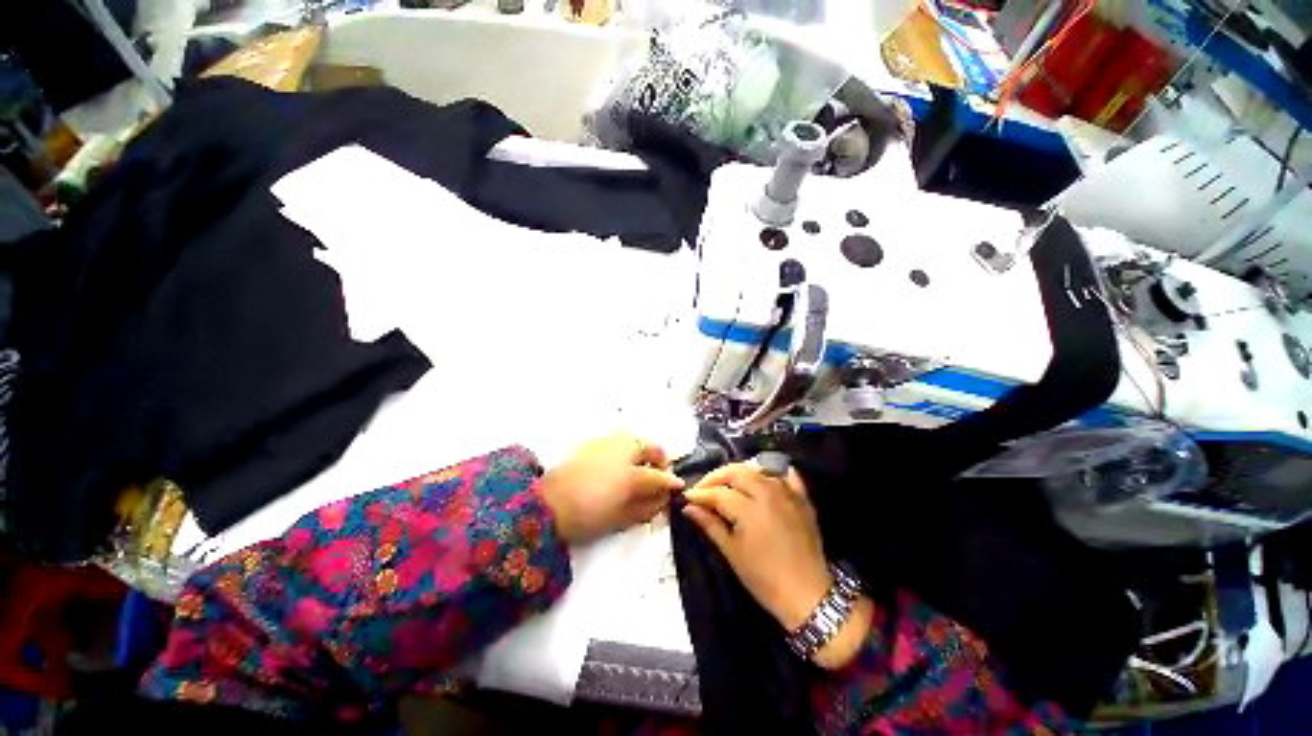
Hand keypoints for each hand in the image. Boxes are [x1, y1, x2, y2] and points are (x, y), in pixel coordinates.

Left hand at [539, 433, 684, 545]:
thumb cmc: (587, 516)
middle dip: (659, 462)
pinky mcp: (592, 441)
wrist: (544, 507)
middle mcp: (623, 449)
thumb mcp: (621, 517)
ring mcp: (607, 441)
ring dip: (643, 453)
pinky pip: (618, 440)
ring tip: (637, 472)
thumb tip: (665, 498)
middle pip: (651, 448)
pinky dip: (625, 449)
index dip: (670, 483)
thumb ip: (647, 506)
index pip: (660, 476)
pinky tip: (616, 466)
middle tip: (655, 479)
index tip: (676, 488)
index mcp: (631, 474)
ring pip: (636, 440)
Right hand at [683, 462, 871, 668]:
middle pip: (735, 471)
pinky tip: (761, 478)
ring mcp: (787, 492)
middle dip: (715, 477)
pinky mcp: (802, 497)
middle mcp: (768, 492)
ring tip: (726, 485)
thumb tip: (688, 507)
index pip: (718, 492)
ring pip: (757, 469)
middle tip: (703, 489)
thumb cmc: (764, 578)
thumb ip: (710, 524)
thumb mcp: (732, 552)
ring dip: (738, 473)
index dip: (700, 493)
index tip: (687, 496)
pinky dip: (770, 472)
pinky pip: (785, 475)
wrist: (808, 595)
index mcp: (749, 508)